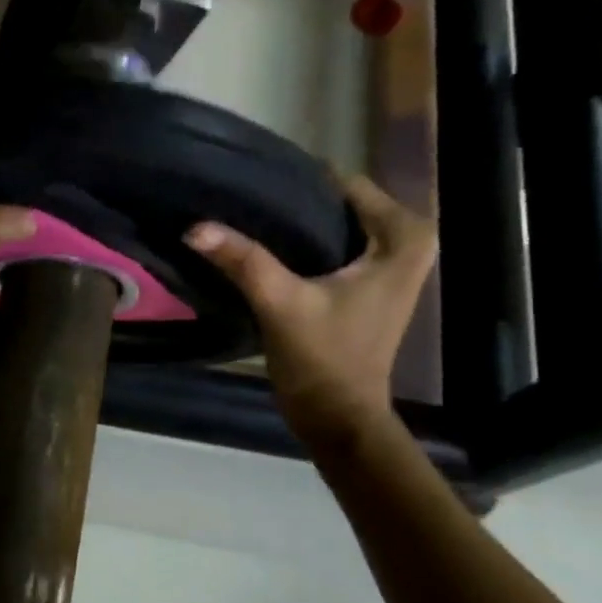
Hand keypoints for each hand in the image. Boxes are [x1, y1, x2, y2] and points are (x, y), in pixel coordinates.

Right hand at [186, 174, 435, 445]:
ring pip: (335, 225)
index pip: (347, 185)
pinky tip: (264, 246)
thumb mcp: (281, 304)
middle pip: (340, 204)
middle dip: (296, 203)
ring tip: (248, 218)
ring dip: (296, 224)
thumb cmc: (323, 360)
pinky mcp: (367, 285)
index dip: (299, 184)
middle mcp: (407, 244)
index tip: (253, 185)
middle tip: (244, 202)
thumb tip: (194, 227)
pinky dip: (303, 245)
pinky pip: (333, 246)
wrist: (338, 418)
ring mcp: (388, 266)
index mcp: (404, 239)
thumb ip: (243, 261)